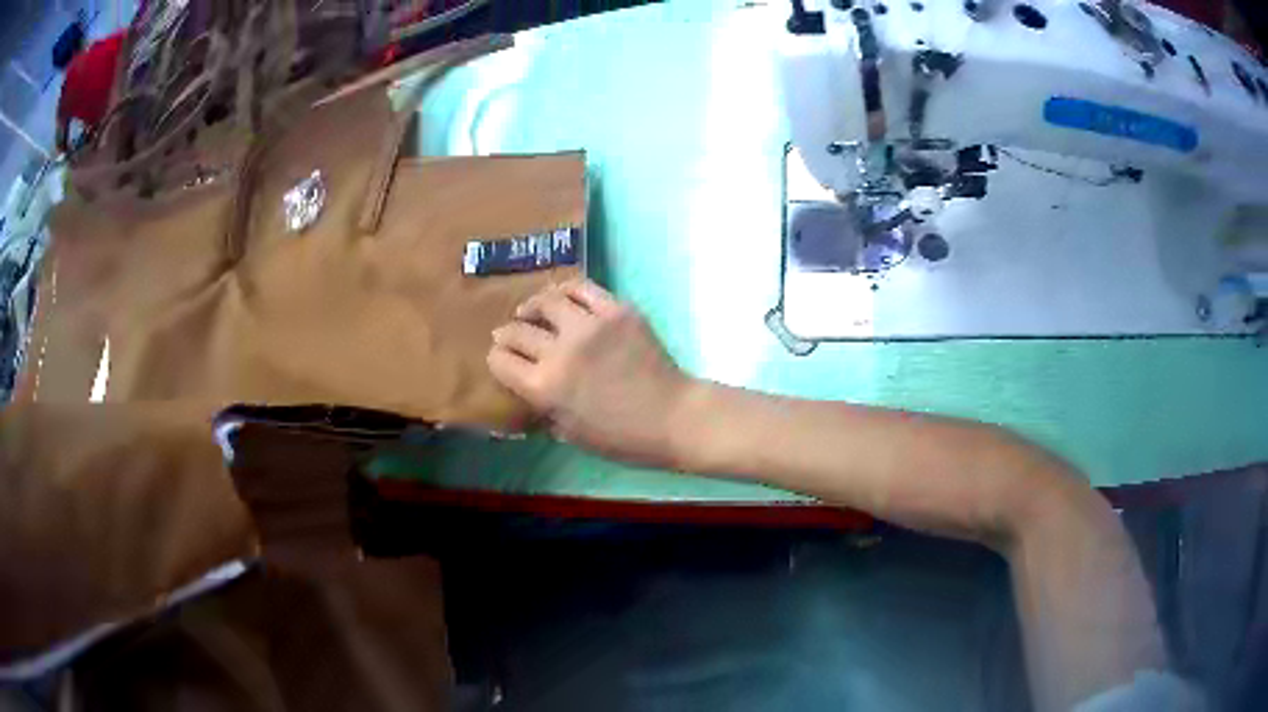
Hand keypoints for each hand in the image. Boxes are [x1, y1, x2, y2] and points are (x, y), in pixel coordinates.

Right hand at [488, 279, 693, 467]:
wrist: (673, 416)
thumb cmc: (622, 438)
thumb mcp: (570, 434)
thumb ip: (543, 408)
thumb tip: (529, 388)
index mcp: (545, 387)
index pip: (501, 360)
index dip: (496, 358)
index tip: (501, 358)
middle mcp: (561, 350)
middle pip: (518, 330)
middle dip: (508, 334)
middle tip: (510, 335)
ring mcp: (590, 325)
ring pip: (546, 300)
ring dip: (532, 306)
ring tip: (531, 310)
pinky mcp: (617, 309)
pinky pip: (582, 288)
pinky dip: (565, 291)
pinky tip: (561, 298)